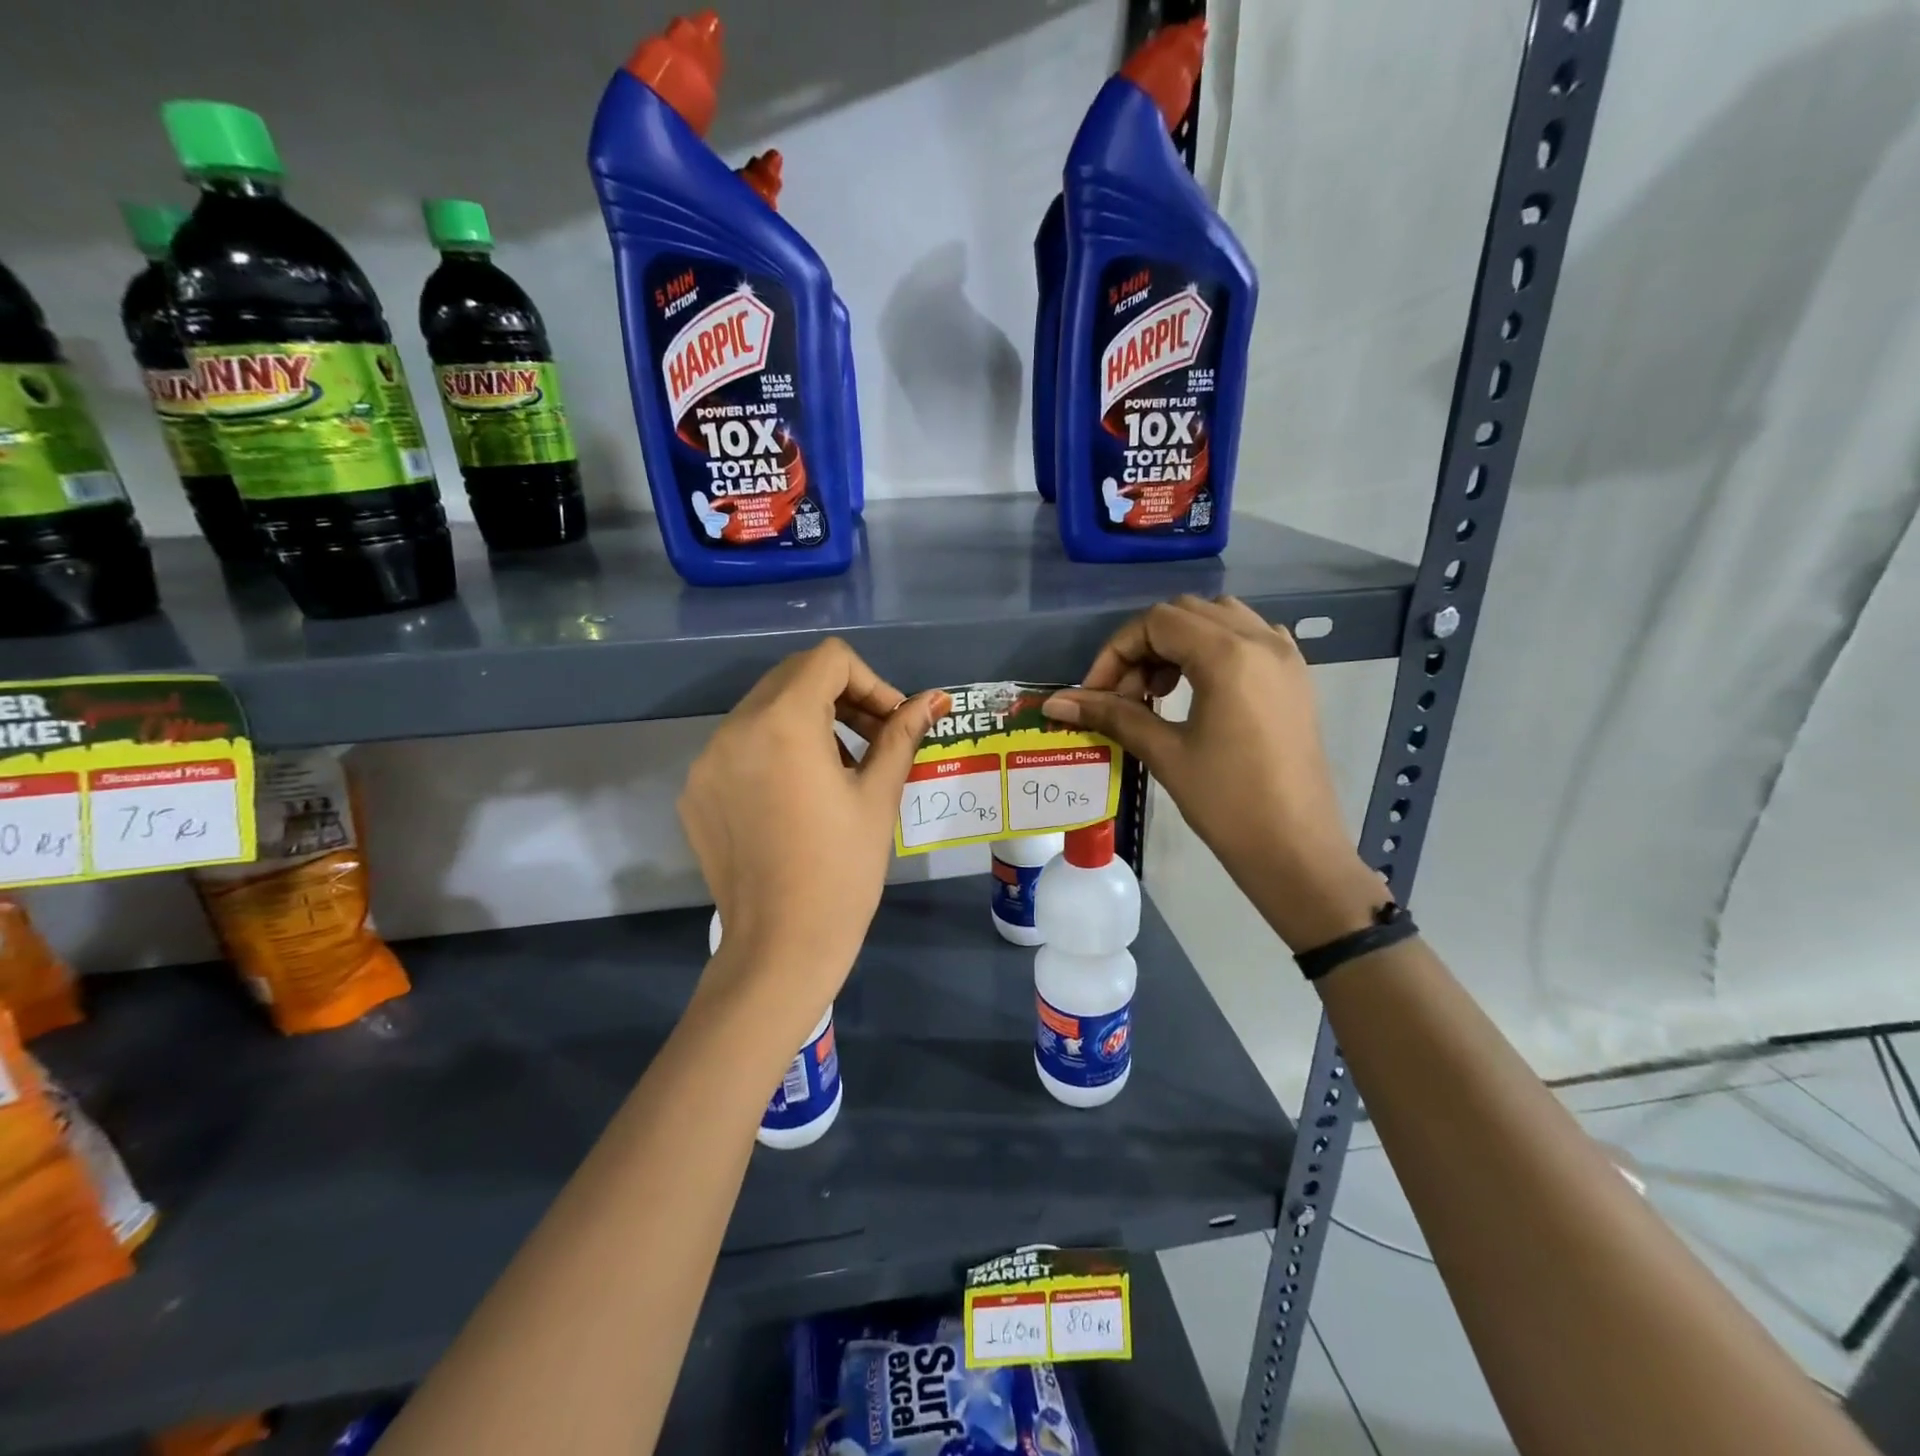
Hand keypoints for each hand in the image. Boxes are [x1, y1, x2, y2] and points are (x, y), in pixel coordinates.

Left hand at [678, 639, 943, 1039]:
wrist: (780, 948)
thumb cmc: (843, 871)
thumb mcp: (878, 796)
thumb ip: (902, 735)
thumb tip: (934, 699)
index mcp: (782, 722)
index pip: (830, 660)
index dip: (871, 683)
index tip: (891, 724)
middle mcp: (734, 728)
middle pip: (793, 676)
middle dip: (841, 697)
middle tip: (874, 740)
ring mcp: (706, 761)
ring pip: (764, 709)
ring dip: (808, 721)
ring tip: (838, 770)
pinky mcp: (695, 791)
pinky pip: (739, 746)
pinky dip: (774, 751)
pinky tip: (796, 798)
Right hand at [1043, 596, 1382, 950]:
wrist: (1296, 850)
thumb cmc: (1227, 803)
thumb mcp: (1165, 753)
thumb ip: (1112, 715)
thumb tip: (1056, 702)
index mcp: (1229, 655)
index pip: (1156, 623)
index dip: (1116, 652)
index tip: (1096, 694)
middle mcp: (1261, 640)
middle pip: (1185, 613)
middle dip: (1144, 646)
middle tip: (1125, 696)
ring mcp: (1285, 656)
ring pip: (1218, 618)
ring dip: (1178, 643)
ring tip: (1159, 691)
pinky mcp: (1295, 676)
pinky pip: (1248, 636)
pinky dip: (1213, 648)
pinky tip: (1199, 688)